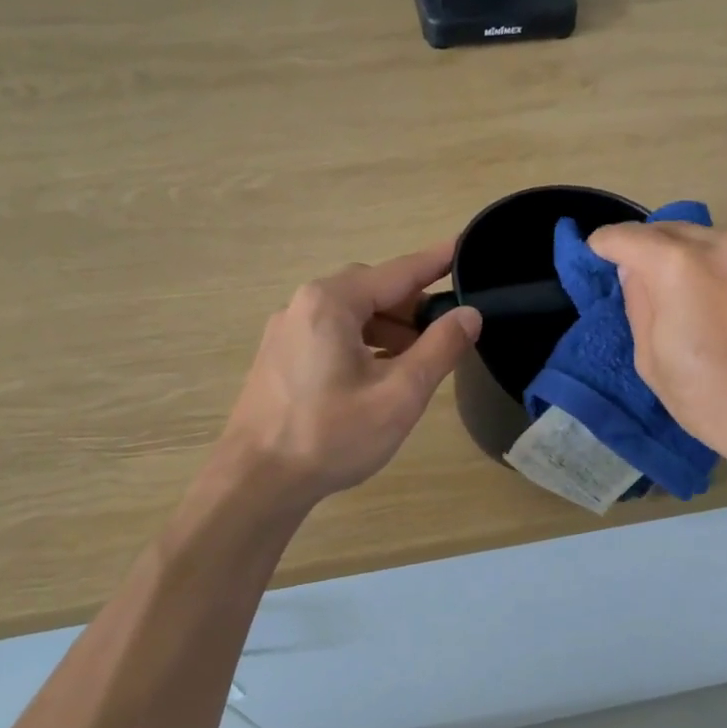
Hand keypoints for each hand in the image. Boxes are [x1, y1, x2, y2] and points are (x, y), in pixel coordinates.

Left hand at [218, 243, 482, 502]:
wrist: (257, 482)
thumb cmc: (331, 435)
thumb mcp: (399, 394)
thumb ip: (440, 349)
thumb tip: (469, 314)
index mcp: (331, 302)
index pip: (397, 272)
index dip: (436, 262)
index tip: (464, 245)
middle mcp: (303, 305)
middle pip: (371, 291)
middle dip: (412, 305)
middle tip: (449, 327)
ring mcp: (286, 331)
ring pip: (350, 315)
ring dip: (389, 328)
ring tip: (419, 357)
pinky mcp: (279, 358)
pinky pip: (331, 335)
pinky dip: (364, 343)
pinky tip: (380, 372)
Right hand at [588, 223, 726, 487]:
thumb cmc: (720, 405)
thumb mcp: (655, 364)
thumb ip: (640, 306)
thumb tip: (636, 272)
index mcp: (682, 268)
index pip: (629, 237)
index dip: (606, 244)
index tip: (597, 252)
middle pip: (673, 229)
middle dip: (648, 247)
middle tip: (638, 275)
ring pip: (713, 241)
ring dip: (691, 258)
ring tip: (690, 297)